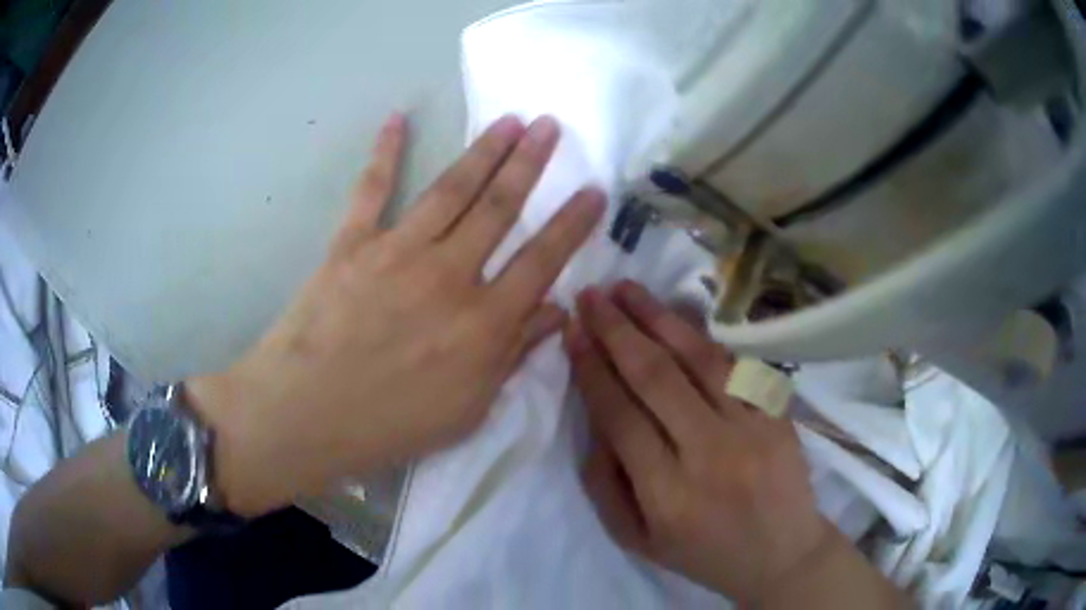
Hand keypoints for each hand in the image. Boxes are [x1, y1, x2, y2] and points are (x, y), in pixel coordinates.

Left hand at [189, 113, 604, 515]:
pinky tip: (397, 118)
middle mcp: (449, 274)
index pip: (542, 261)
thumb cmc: (392, 424)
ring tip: (509, 120)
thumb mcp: (469, 408)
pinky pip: (372, 189)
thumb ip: (513, 355)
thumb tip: (556, 313)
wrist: (307, 414)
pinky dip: (384, 152)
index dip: (572, 223)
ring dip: (484, 151)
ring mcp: (398, 251)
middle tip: (551, 126)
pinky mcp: (352, 243)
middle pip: (499, 208)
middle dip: (530, 163)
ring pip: (451, 189)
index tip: (594, 190)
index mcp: (483, 322)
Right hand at [564, 281, 831, 604]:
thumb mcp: (638, 539)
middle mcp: (709, 454)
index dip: (592, 369)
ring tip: (627, 289)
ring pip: (699, 360)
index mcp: (667, 494)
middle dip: (617, 330)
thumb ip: (605, 483)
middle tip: (591, 296)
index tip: (573, 332)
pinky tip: (680, 313)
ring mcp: (751, 429)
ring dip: (659, 318)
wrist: (781, 554)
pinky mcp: (778, 414)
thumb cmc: (704, 553)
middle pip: (655, 378)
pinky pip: (737, 365)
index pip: (620, 416)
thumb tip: (593, 418)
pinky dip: (705, 335)